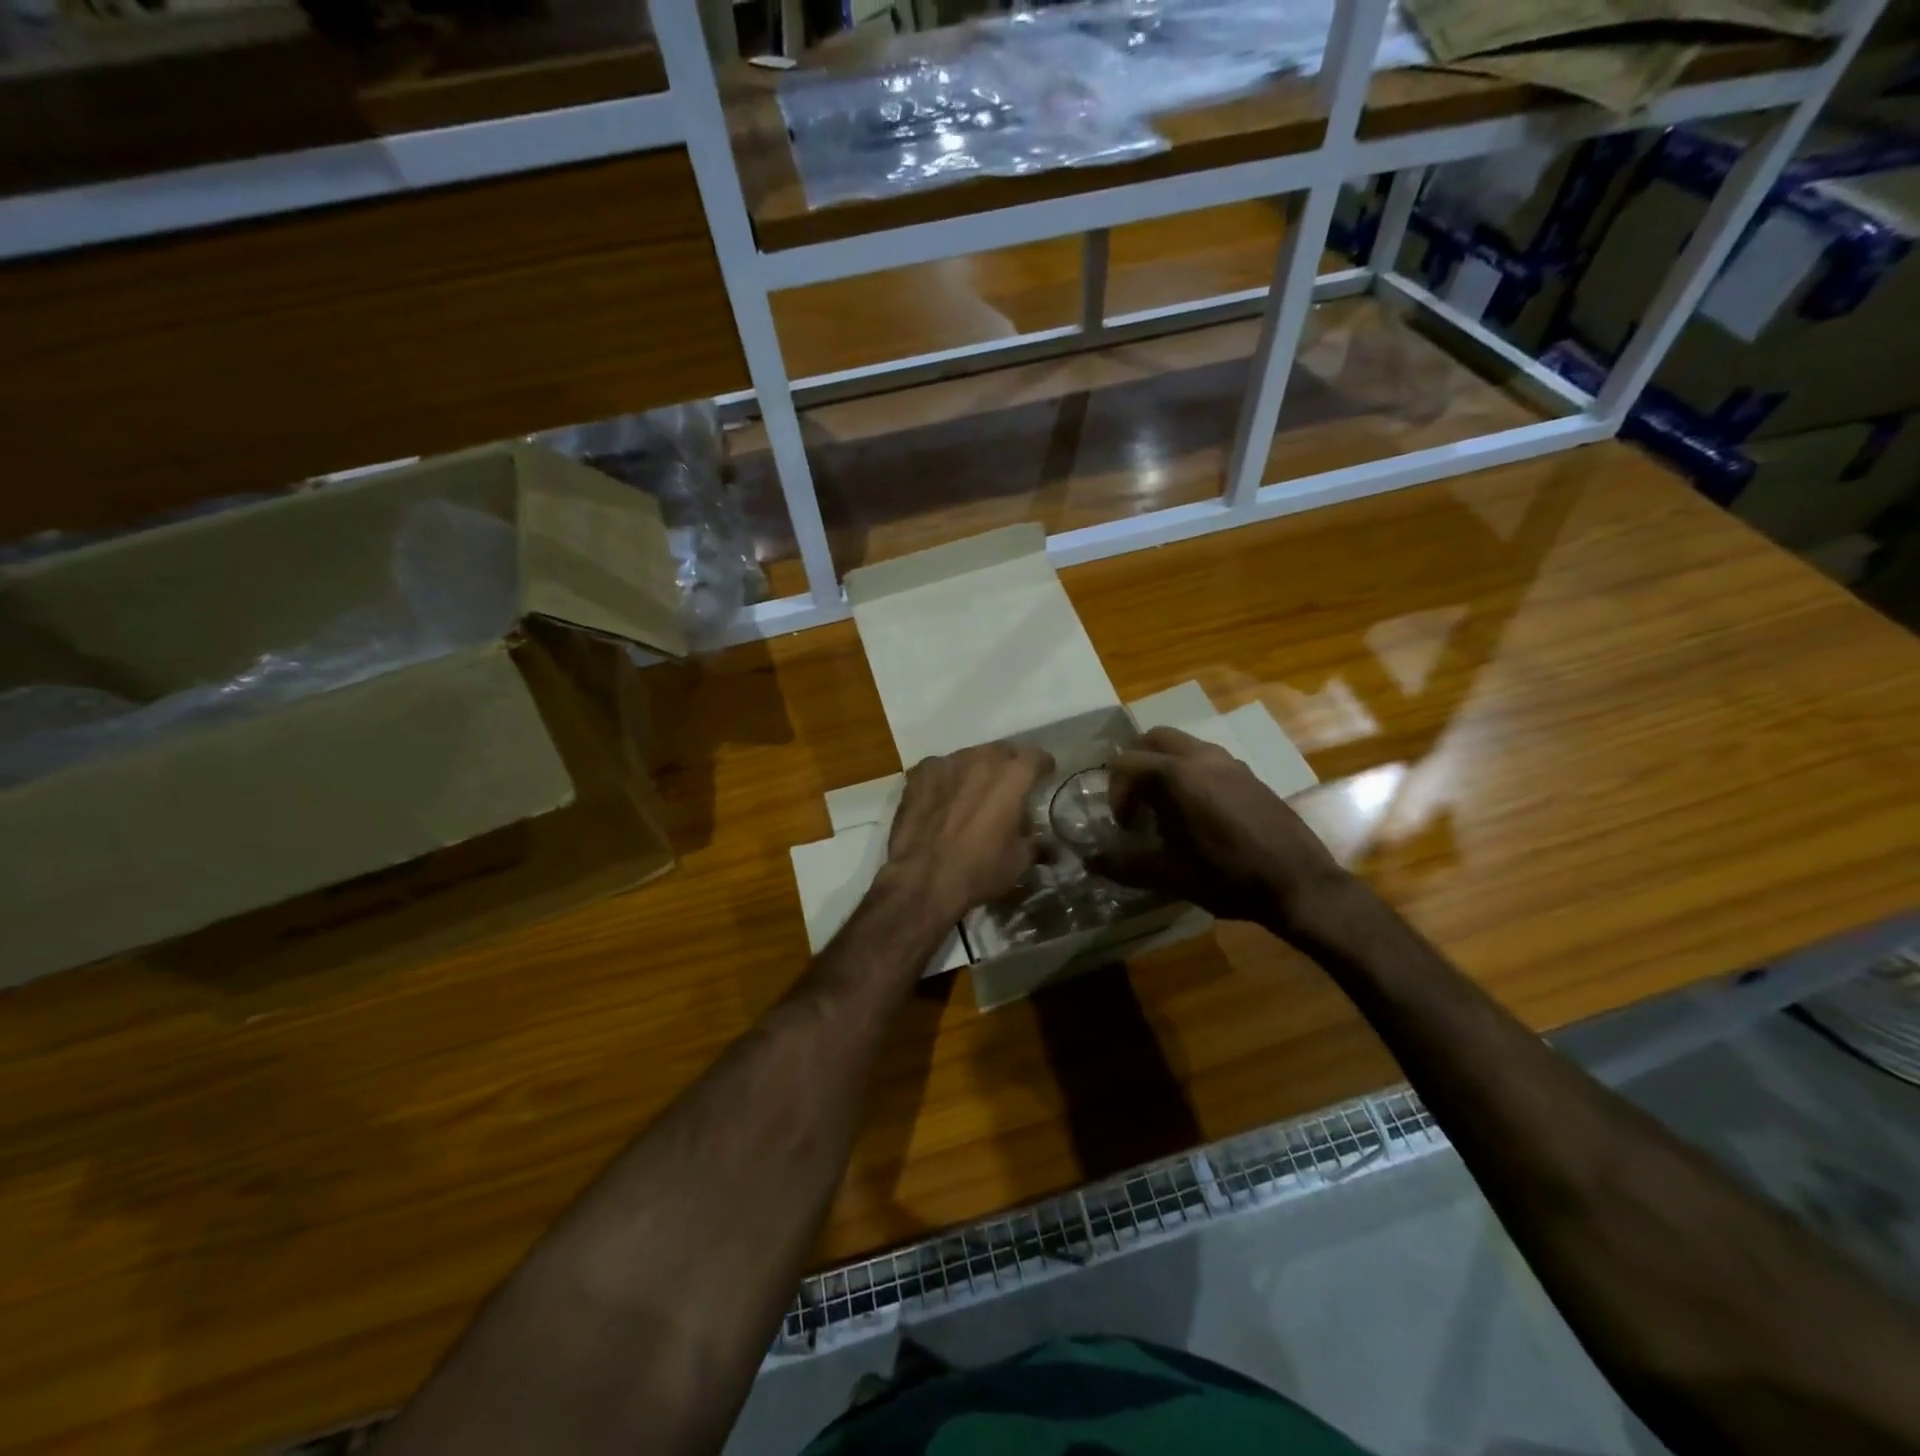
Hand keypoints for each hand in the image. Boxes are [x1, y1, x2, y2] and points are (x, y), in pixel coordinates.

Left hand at [887, 742, 1054, 923]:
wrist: (922, 880)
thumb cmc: (979, 870)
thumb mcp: (1018, 862)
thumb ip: (1036, 844)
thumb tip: (1050, 846)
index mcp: (1013, 775)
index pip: (1037, 757)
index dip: (1043, 768)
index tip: (1043, 779)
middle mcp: (981, 759)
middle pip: (1002, 752)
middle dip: (1009, 766)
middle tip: (1009, 789)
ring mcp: (947, 762)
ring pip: (970, 757)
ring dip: (977, 770)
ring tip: (974, 793)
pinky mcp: (920, 774)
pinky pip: (941, 768)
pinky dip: (947, 779)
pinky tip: (944, 798)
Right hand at [1092, 726, 1345, 931]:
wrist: (1299, 884)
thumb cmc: (1228, 878)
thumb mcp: (1170, 876)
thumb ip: (1125, 864)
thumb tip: (1091, 861)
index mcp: (1176, 776)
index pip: (1126, 763)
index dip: (1116, 793)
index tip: (1126, 827)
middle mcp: (1201, 758)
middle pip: (1154, 739)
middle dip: (1137, 767)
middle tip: (1138, 804)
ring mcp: (1230, 763)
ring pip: (1183, 746)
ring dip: (1165, 768)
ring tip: (1168, 810)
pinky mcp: (1251, 774)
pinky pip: (1208, 759)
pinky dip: (1191, 773)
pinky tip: (1201, 815)